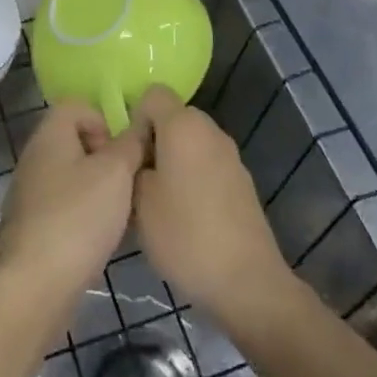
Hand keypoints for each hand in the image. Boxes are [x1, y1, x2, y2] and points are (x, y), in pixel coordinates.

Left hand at [0, 101, 145, 329]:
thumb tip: (140, 124)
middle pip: (77, 142)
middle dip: (107, 160)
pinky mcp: (34, 227)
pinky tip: (103, 239)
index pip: (77, 106)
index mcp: (50, 134)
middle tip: (127, 184)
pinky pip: (67, 207)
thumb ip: (131, 143)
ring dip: (100, 191)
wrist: (33, 286)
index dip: (104, 121)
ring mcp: (32, 193)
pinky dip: (87, 217)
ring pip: (74, 177)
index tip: (122, 152)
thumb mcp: (115, 172)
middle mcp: (36, 157)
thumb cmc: (77, 217)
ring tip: (122, 215)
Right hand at [132, 87, 290, 323]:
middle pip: (174, 117)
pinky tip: (187, 216)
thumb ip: (133, 166)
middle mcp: (210, 130)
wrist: (247, 282)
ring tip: (160, 201)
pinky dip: (193, 177)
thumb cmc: (184, 236)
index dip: (135, 117)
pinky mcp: (242, 181)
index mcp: (183, 126)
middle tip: (139, 179)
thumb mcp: (138, 202)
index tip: (130, 154)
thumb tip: (139, 158)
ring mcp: (231, 156)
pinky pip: (207, 163)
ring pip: (191, 142)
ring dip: (173, 160)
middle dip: (153, 139)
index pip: (153, 94)